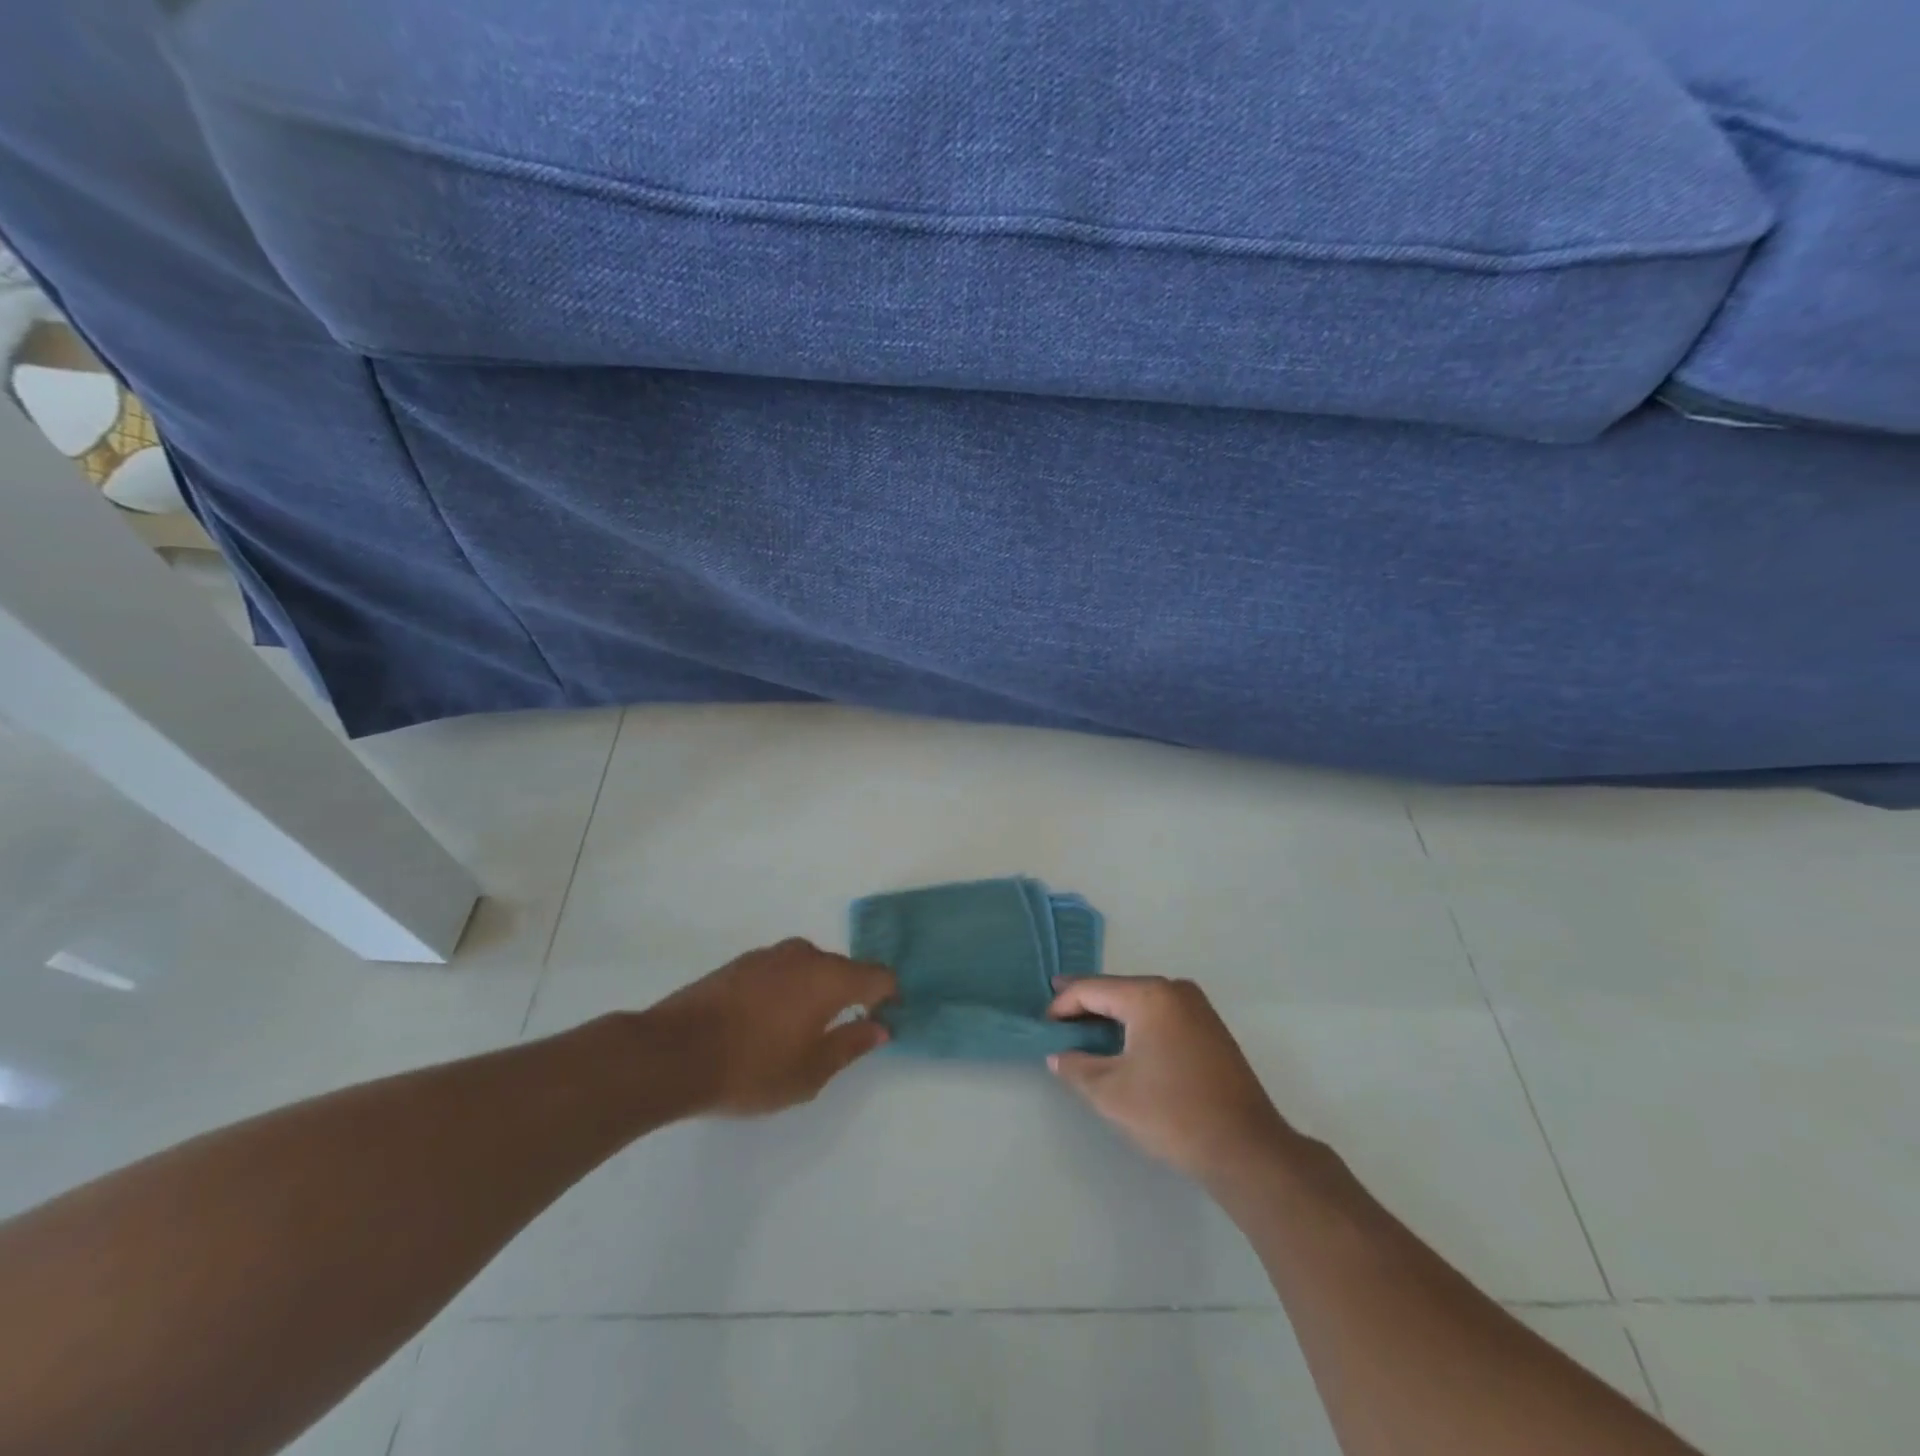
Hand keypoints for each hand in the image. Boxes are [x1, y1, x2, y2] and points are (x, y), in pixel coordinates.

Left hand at [644, 939, 895, 1116]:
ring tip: (799, 1031)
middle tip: (840, 1034)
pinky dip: (786, 989)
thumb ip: (851, 1045)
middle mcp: (805, 955)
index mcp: (830, 977)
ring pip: (810, 968)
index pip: (878, 976)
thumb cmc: (752, 1068)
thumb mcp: (810, 1072)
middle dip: (850, 995)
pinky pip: (781, 971)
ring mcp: (769, 955)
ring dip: (815, 991)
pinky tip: (767, 1021)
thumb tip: (880, 1027)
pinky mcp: (741, 962)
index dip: (888, 997)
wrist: (673, 1053)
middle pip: (844, 969)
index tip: (882, 1022)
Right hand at [1047, 976, 1292, 1182]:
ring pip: (1141, 1001)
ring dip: (1112, 1014)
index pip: (1093, 989)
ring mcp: (1198, 1008)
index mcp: (1149, 995)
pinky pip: (1161, 1014)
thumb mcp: (1110, 1093)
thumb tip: (1058, 1055)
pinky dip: (1136, 1023)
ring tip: (1083, 1027)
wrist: (1246, 1149)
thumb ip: (1076, 1067)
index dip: (1063, 1005)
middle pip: (1118, 990)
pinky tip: (1122, 1041)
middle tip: (1056, 1015)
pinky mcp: (1210, 1029)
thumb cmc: (1172, 1114)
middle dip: (1086, 1003)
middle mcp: (1175, 990)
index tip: (1042, 1024)